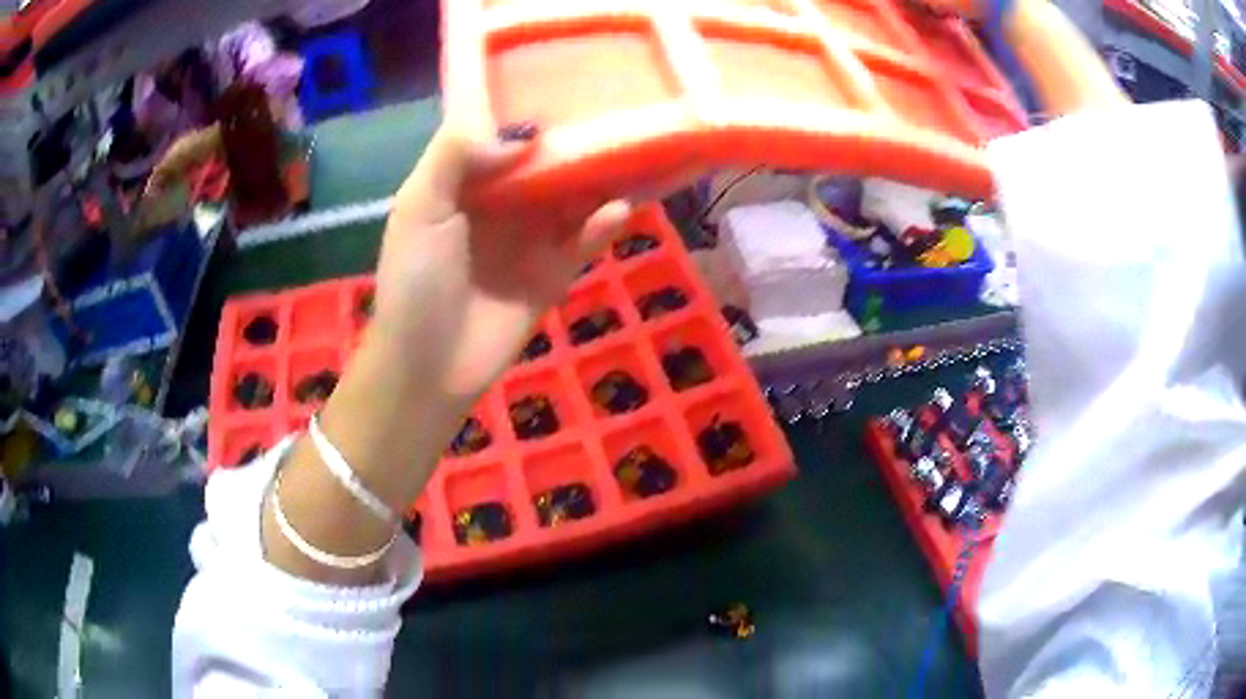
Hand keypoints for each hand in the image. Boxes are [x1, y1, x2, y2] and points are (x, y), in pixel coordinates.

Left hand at [365, 124, 631, 403]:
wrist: (428, 366)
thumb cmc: (416, 280)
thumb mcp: (418, 207)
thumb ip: (456, 156)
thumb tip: (524, 134)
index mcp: (463, 185)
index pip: (498, 137)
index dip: (525, 110)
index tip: (562, 79)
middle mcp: (499, 205)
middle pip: (543, 165)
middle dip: (573, 140)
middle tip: (617, 107)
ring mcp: (529, 240)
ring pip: (571, 199)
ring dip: (599, 178)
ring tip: (636, 150)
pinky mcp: (554, 274)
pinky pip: (584, 242)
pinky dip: (604, 225)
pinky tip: (620, 208)